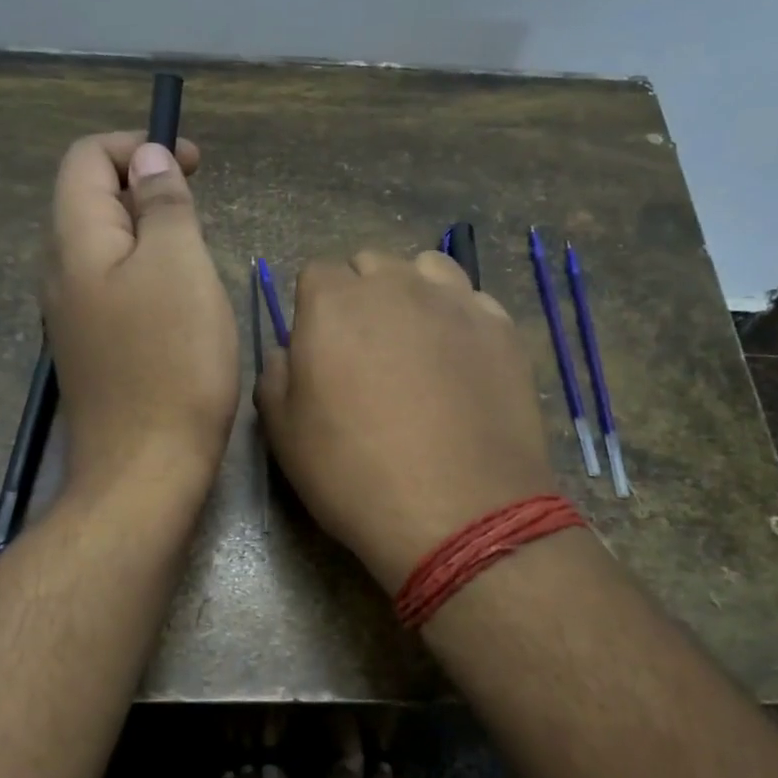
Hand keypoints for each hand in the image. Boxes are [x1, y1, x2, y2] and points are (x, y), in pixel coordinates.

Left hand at [42, 132, 238, 496]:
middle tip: (200, 209)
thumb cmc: (171, 363)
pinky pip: (113, 288)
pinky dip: (146, 274)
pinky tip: (180, 303)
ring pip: (105, 247)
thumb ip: (162, 204)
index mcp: (75, 241)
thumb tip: (148, 160)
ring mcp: (72, 316)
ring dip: (150, 233)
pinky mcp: (92, 350)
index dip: (137, 145)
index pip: (86, 158)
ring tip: (196, 254)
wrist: (144, 470)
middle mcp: (60, 273)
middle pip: (91, 200)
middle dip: (146, 187)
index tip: (193, 163)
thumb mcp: (179, 266)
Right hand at [256, 251, 556, 589]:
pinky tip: (459, 362)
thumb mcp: (283, 434)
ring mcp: (455, 301)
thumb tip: (289, 353)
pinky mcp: (502, 327)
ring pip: (425, 269)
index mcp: (333, 303)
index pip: (315, 275)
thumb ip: (275, 376)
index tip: (320, 350)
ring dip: (412, 293)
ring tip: (415, 344)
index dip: (314, 310)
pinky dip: (458, 318)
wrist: (458, 512)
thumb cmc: (354, 474)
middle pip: (370, 266)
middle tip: (365, 351)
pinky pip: (472, 301)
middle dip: (361, 296)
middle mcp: (395, 285)